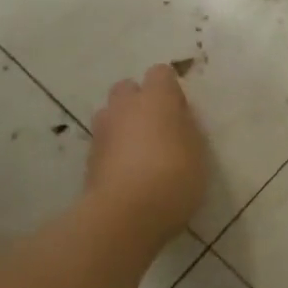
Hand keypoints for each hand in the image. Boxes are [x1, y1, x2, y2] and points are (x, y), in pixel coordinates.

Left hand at [87, 65, 208, 237]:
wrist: (125, 214)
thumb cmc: (174, 177)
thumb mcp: (198, 152)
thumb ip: (186, 129)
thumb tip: (177, 119)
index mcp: (156, 98)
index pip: (161, 73)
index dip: (170, 89)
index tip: (181, 110)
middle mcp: (125, 107)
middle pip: (127, 88)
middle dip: (139, 101)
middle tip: (158, 127)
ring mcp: (102, 131)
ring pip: (111, 114)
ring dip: (122, 124)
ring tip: (140, 151)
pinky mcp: (89, 158)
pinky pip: (104, 143)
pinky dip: (114, 150)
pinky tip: (128, 173)